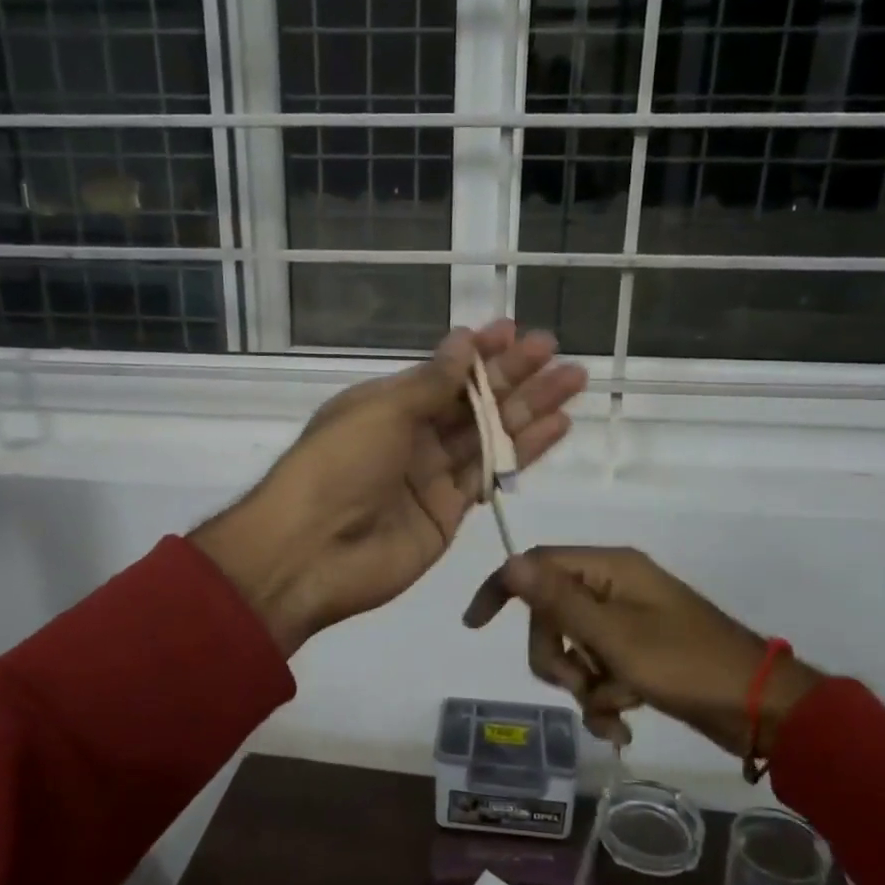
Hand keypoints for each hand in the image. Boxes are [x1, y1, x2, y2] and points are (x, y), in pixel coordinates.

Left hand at [192, 322, 585, 655]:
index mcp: (386, 405)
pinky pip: (490, 475)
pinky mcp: (449, 513)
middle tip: (556, 351)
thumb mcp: (381, 411)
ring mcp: (431, 476)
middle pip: (471, 400)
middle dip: (514, 375)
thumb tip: (462, 341)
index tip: (515, 331)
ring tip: (574, 381)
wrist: (311, 553)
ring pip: (489, 435)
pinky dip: (523, 452)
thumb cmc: (338, 466)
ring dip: (530, 408)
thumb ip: (430, 383)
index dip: (478, 352)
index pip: (442, 372)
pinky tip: (556, 427)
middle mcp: (411, 436)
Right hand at [462, 547, 824, 757]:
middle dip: (556, 657)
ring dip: (582, 686)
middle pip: (551, 614)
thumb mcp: (614, 635)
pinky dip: (603, 698)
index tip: (476, 625)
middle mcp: (614, 587)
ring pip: (573, 648)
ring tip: (611, 715)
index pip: (538, 564)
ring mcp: (628, 621)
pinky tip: (620, 728)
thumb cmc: (686, 664)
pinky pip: (599, 670)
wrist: (759, 708)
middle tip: (579, 687)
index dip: (502, 589)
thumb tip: (510, 562)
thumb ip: (558, 600)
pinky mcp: (639, 653)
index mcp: (609, 569)